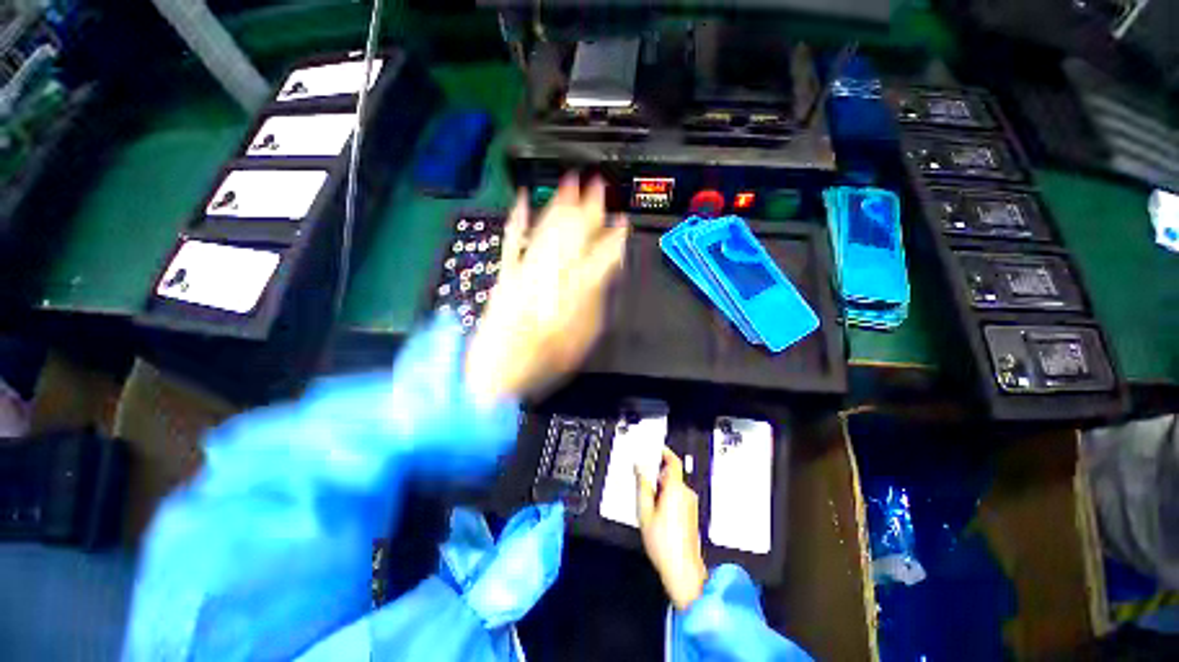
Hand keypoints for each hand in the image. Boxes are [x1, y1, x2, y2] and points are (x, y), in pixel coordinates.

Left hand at [465, 175, 627, 401]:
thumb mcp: (583, 339)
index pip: (601, 258)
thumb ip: (596, 304)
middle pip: (574, 236)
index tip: (622, 223)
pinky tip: (522, 200)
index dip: (614, 239)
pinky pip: (512, 241)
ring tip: (571, 184)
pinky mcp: (507, 272)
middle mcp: (552, 277)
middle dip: (588, 209)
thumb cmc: (547, 359)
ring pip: (547, 231)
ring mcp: (526, 272)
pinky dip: (518, 219)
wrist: (500, 368)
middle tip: (598, 186)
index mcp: (576, 295)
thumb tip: (604, 277)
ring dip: (560, 205)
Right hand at [637, 448, 708, 609]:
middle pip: (671, 474)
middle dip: (657, 474)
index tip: (654, 448)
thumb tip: (640, 468)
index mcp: (676, 489)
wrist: (683, 570)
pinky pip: (678, 497)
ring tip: (649, 503)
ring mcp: (691, 504)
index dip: (663, 451)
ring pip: (674, 486)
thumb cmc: (663, 542)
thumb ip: (642, 486)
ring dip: (661, 488)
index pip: (673, 461)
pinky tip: (658, 513)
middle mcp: (686, 493)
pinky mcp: (691, 513)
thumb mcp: (645, 512)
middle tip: (643, 481)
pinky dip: (667, 497)